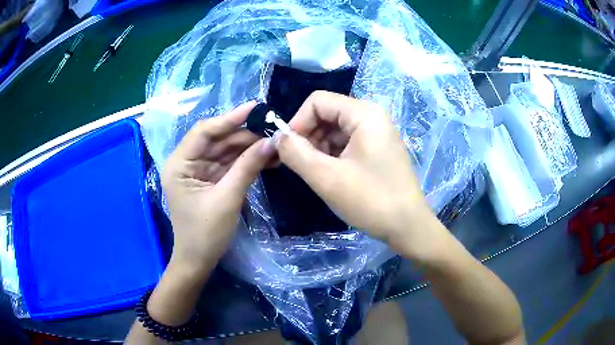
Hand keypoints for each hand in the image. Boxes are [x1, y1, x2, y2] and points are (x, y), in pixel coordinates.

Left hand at [162, 102, 275, 272]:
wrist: (199, 261)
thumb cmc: (205, 233)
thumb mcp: (227, 198)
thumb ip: (248, 167)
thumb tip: (272, 142)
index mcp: (179, 164)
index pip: (204, 132)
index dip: (230, 119)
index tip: (255, 108)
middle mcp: (187, 163)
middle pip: (217, 140)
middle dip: (244, 135)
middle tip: (273, 129)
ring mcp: (199, 171)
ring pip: (225, 151)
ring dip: (248, 148)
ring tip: (274, 143)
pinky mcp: (210, 180)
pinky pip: (229, 164)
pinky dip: (246, 161)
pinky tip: (265, 157)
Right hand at [275, 91, 447, 260]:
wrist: (408, 226)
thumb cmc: (371, 201)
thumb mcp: (327, 178)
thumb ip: (296, 153)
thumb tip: (277, 137)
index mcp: (364, 114)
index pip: (318, 101)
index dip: (297, 121)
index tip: (288, 149)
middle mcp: (372, 116)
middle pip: (328, 113)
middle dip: (308, 135)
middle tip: (300, 164)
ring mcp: (378, 132)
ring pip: (336, 129)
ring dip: (319, 147)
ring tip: (316, 172)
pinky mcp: (378, 148)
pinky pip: (348, 142)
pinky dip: (333, 154)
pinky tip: (331, 174)